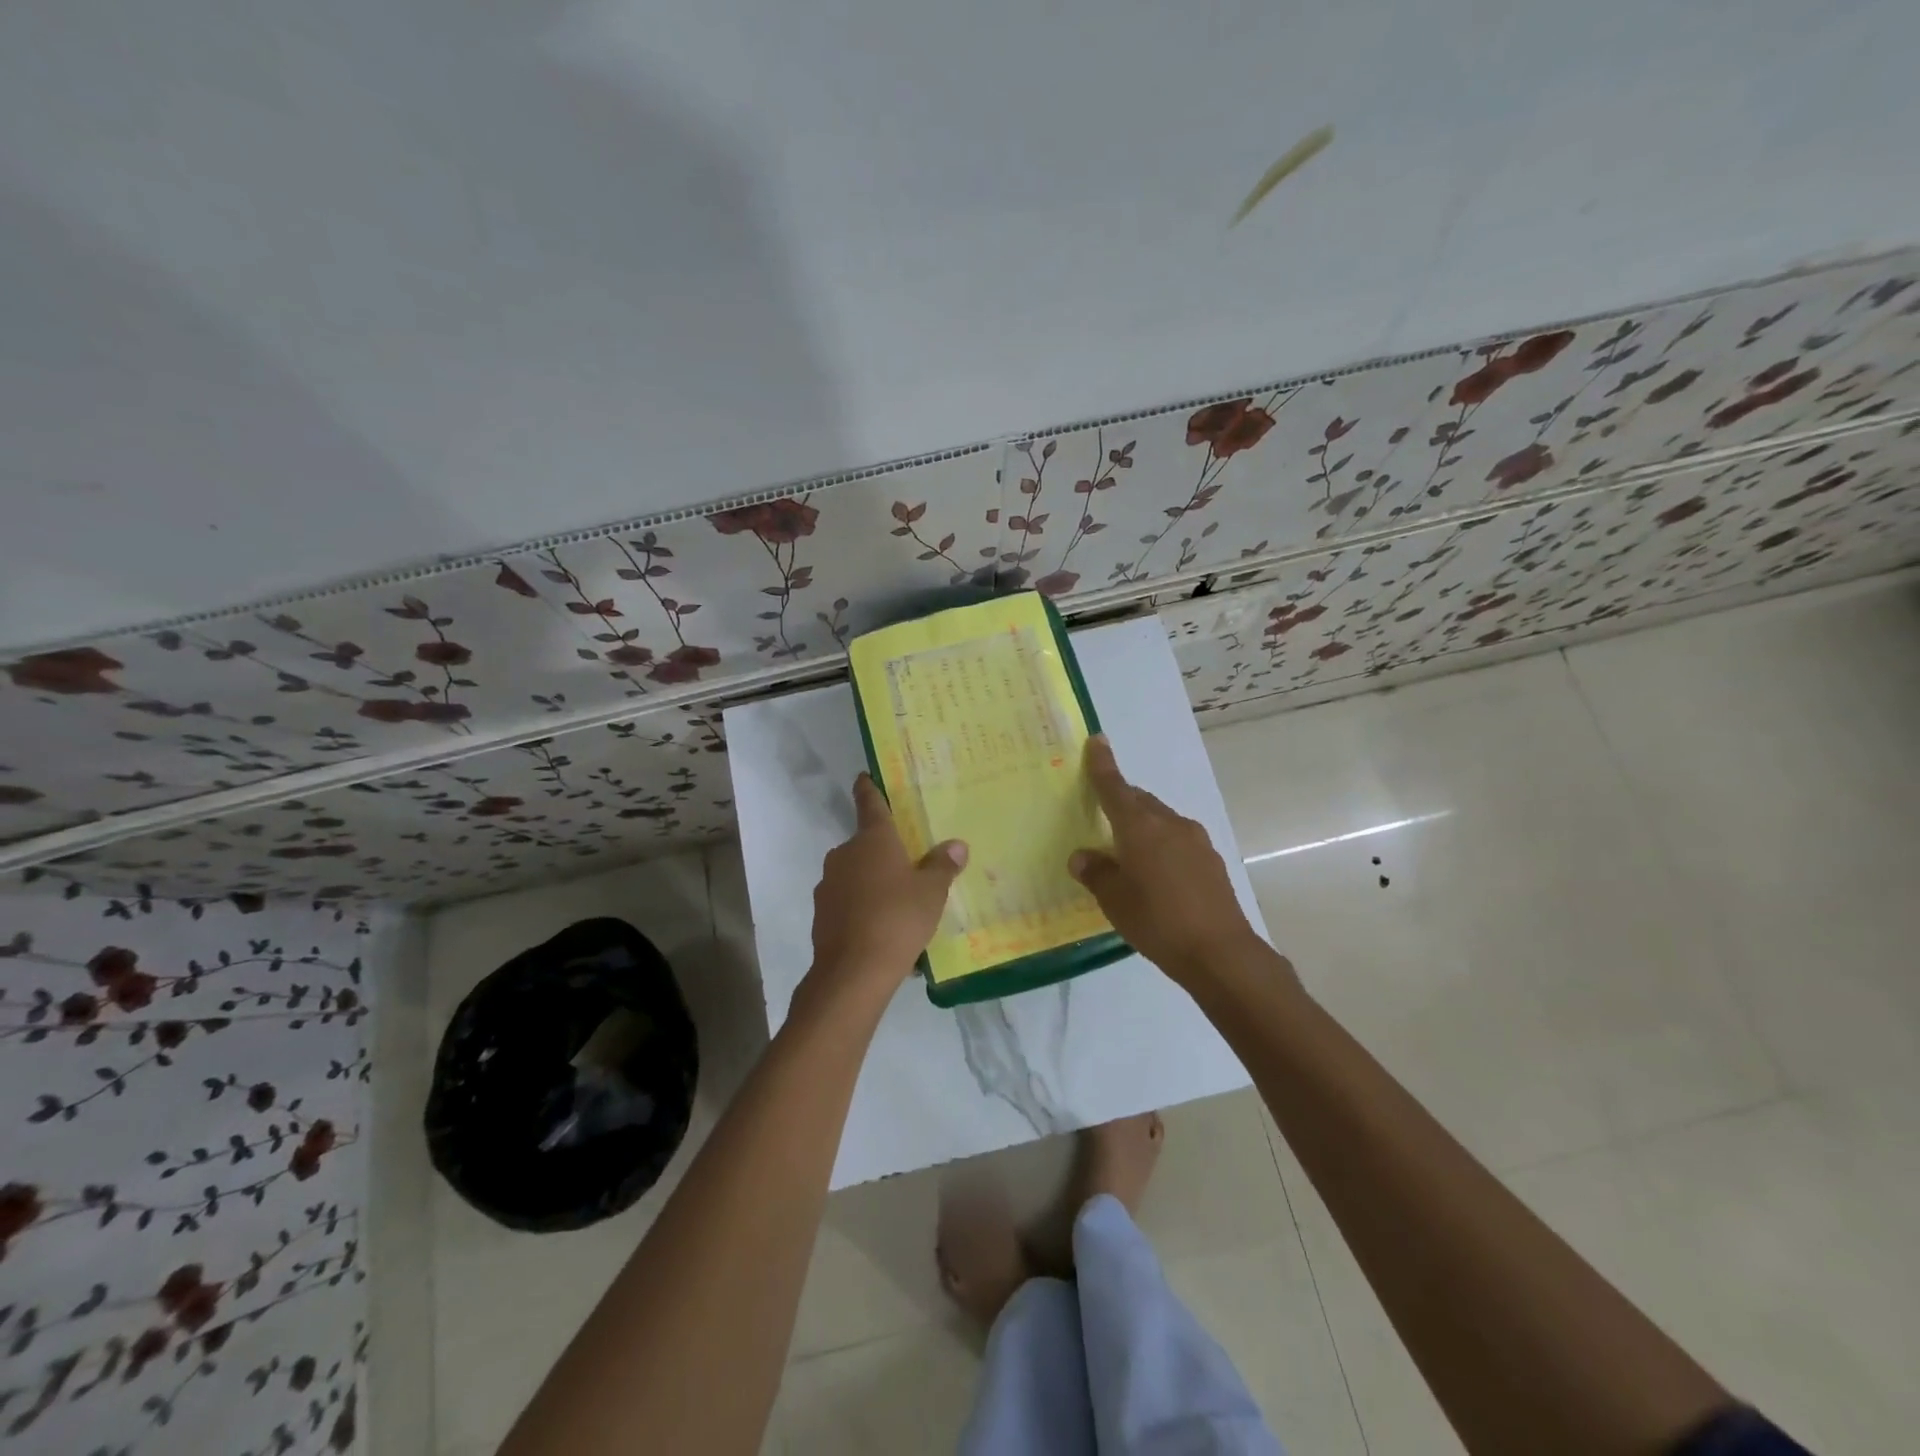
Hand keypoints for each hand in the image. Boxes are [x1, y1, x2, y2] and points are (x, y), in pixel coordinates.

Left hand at [803, 775, 967, 1009]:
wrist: (852, 972)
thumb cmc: (897, 919)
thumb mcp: (932, 892)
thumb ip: (943, 865)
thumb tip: (956, 845)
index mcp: (873, 840)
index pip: (870, 804)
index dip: (869, 789)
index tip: (863, 777)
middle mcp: (845, 854)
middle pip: (866, 844)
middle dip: (884, 853)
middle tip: (910, 867)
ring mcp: (829, 884)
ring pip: (856, 875)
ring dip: (874, 884)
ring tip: (901, 908)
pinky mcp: (822, 913)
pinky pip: (848, 903)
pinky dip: (863, 909)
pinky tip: (883, 932)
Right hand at [1069, 736, 1263, 982]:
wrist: (1220, 952)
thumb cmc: (1158, 922)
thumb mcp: (1115, 901)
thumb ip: (1096, 873)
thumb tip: (1082, 857)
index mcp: (1140, 827)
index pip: (1115, 787)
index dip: (1103, 765)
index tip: (1097, 741)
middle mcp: (1169, 823)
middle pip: (1139, 801)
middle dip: (1120, 801)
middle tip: (1101, 814)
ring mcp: (1195, 840)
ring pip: (1160, 820)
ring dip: (1142, 825)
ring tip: (1126, 851)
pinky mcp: (1210, 859)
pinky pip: (1176, 839)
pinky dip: (1160, 844)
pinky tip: (1155, 873)